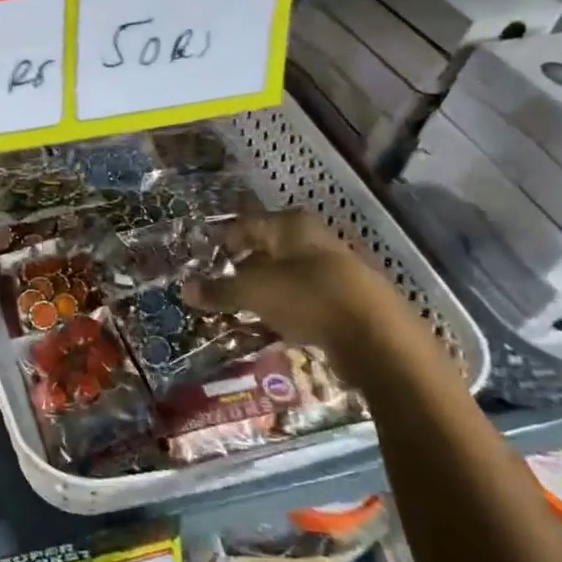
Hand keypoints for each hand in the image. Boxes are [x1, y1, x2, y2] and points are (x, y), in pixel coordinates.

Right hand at [182, 209, 426, 382]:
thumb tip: (184, 289)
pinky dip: (288, 309)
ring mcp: (335, 268)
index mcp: (290, 225)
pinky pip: (307, 299)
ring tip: (242, 310)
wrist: (376, 336)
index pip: (245, 224)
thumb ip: (219, 290)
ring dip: (266, 291)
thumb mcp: (253, 292)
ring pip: (288, 275)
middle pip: (268, 249)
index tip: (202, 261)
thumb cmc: (306, 297)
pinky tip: (275, 326)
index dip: (222, 241)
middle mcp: (314, 239)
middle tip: (218, 287)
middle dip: (243, 268)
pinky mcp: (348, 299)